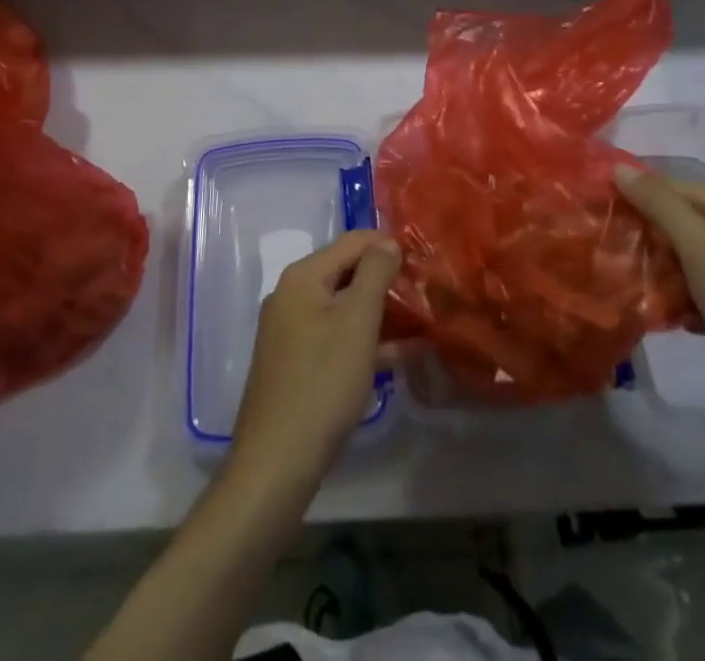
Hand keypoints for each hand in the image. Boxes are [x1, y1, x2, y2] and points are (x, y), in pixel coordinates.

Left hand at [228, 230, 400, 498]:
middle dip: (387, 281)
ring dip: (382, 313)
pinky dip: (367, 341)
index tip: (423, 260)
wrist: (277, 462)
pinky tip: (403, 356)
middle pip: (348, 273)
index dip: (388, 246)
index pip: (352, 242)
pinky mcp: (298, 364)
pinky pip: (338, 338)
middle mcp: (292, 296)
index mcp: (303, 277)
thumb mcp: (357, 321)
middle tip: (426, 293)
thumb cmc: (323, 381)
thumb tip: (386, 241)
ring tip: (424, 321)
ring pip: (345, 308)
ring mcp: (292, 331)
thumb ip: (375, 273)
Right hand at [615, 166, 704, 420]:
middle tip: (612, 249)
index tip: (602, 212)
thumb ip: (657, 202)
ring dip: (658, 269)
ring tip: (630, 281)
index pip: (671, 187)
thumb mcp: (695, 242)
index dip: (636, 196)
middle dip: (646, 236)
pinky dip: (677, 295)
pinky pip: (693, 285)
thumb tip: (618, 167)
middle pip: (676, 221)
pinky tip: (662, 310)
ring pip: (681, 255)